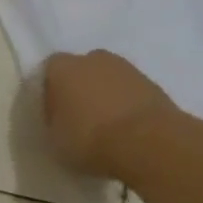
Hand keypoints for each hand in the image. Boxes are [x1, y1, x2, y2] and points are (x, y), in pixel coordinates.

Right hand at [43, 51, 178, 179]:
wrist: (150, 143)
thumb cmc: (90, 138)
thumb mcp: (54, 140)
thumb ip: (53, 123)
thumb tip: (60, 121)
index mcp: (61, 68)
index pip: (48, 74)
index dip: (50, 95)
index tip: (56, 118)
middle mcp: (91, 59)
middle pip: (80, 71)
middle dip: (80, 90)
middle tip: (82, 119)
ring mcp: (126, 68)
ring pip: (109, 80)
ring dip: (107, 97)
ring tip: (109, 128)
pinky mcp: (154, 84)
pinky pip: (132, 93)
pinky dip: (129, 106)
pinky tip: (130, 130)